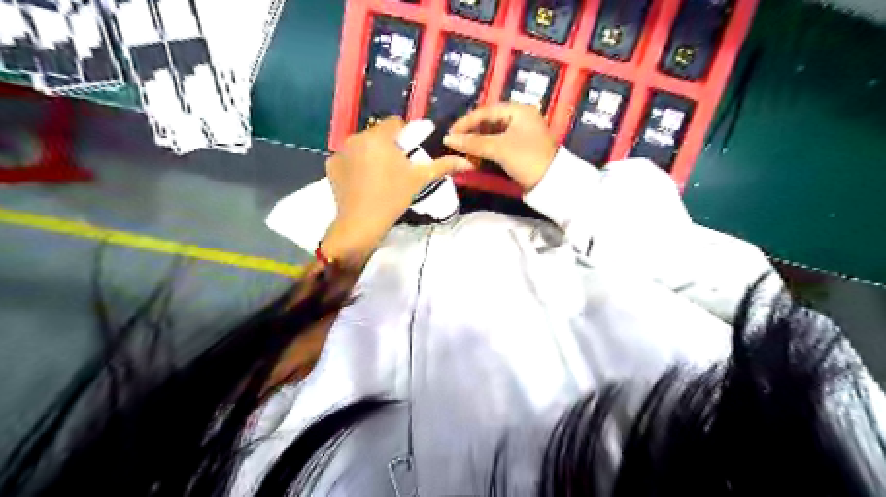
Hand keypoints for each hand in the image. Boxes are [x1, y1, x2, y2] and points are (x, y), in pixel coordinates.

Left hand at [324, 117, 474, 267]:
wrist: (361, 223)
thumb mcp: (419, 179)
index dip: (405, 135)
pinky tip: (362, 183)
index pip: (395, 122)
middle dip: (387, 146)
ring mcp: (340, 152)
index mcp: (379, 136)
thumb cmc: (393, 197)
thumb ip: (443, 166)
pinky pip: (348, 158)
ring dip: (371, 154)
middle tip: (396, 168)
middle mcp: (356, 137)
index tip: (409, 154)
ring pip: (362, 146)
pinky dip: (355, 165)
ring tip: (379, 177)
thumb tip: (467, 161)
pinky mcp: (331, 166)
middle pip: (377, 134)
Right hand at [446, 101, 554, 190]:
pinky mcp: (520, 148)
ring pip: (492, 134)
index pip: (486, 111)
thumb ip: (473, 143)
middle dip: (471, 133)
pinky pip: (498, 144)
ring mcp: (521, 133)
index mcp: (518, 110)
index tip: (450, 134)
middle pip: (489, 122)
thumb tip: (448, 139)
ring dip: (477, 143)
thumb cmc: (526, 159)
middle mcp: (520, 118)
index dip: (466, 122)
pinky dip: (485, 150)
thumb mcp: (499, 149)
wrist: (551, 183)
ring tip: (462, 150)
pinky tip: (475, 157)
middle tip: (455, 142)